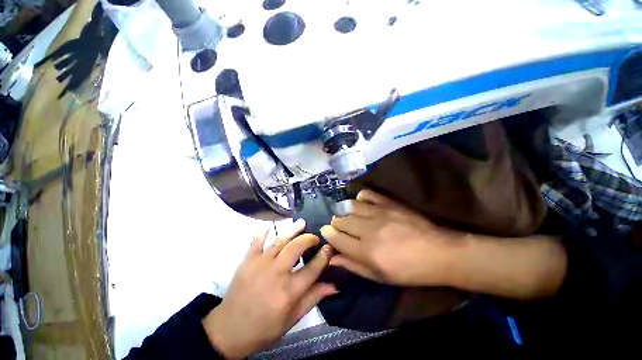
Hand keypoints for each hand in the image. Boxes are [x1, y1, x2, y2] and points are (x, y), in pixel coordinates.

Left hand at [202, 220, 335, 358]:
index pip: (313, 269)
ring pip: (280, 240)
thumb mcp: (292, 319)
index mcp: (288, 292)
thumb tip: (334, 285)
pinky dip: (263, 231)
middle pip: (297, 248)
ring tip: (302, 223)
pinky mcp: (247, 261)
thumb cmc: (264, 328)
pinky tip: (270, 224)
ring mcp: (260, 264)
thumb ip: (313, 298)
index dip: (324, 256)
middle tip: (315, 237)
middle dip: (309, 239)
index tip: (330, 247)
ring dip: (293, 229)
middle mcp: (276, 274)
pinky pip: (256, 241)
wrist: (229, 331)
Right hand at [321, 190, 465, 285]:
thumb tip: (332, 257)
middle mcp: (369, 230)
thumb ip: (353, 265)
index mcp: (366, 252)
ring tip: (349, 215)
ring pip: (349, 206)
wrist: (439, 253)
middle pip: (340, 220)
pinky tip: (362, 204)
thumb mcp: (380, 277)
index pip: (336, 238)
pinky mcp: (388, 203)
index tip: (326, 231)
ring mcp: (379, 213)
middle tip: (340, 227)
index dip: (328, 234)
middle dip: (336, 223)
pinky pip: (366, 194)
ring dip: (345, 211)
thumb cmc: (409, 271)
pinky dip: (360, 198)